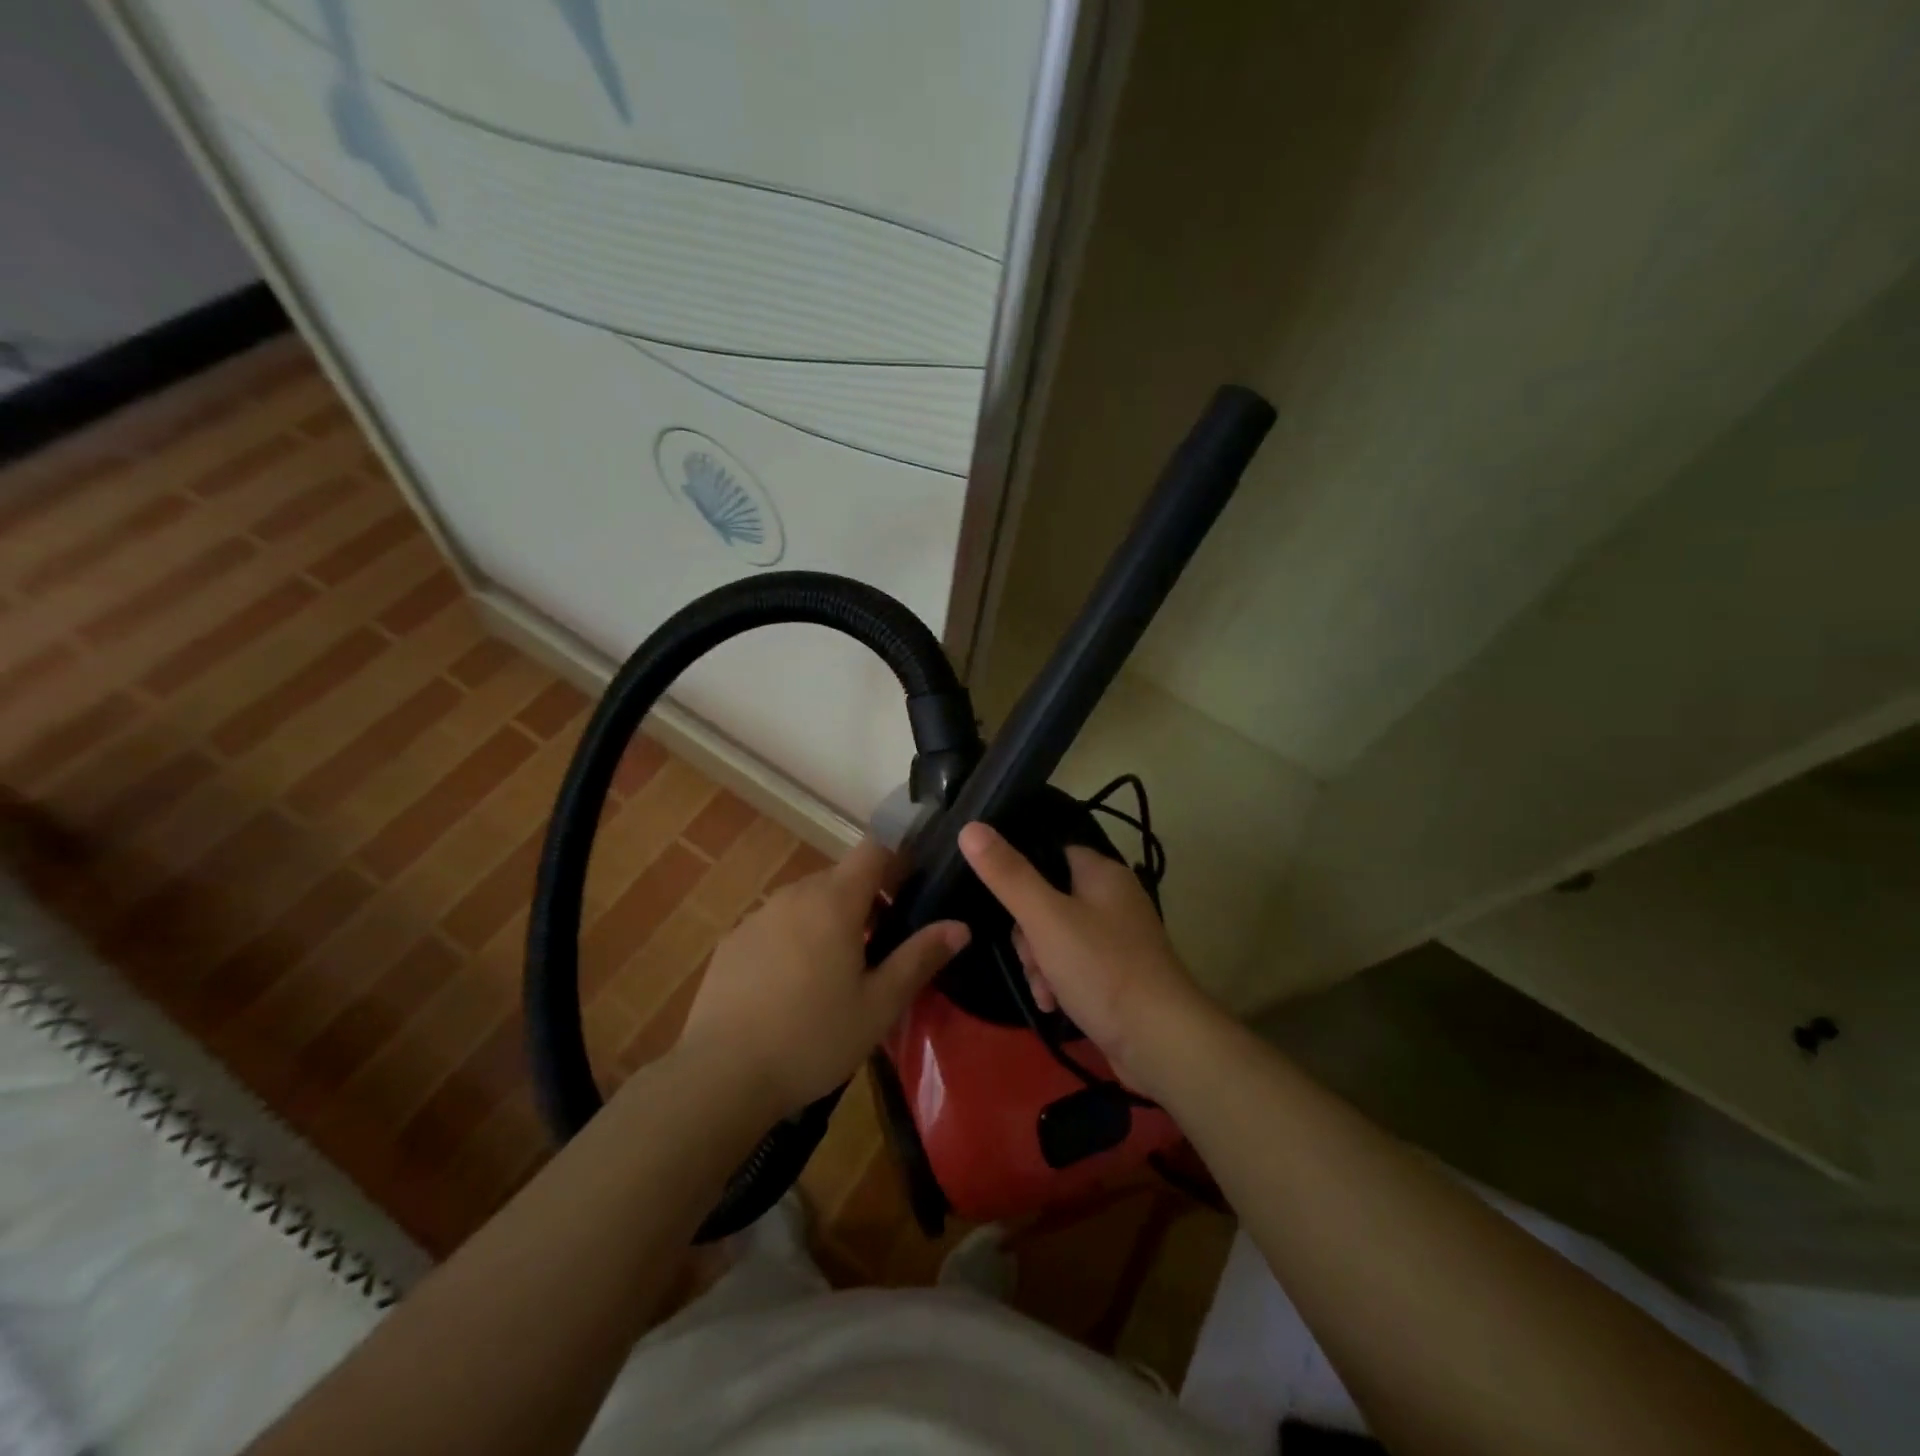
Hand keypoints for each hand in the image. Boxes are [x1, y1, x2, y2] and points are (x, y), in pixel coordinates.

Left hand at [678, 838, 968, 1120]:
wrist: (720, 1076)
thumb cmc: (813, 1038)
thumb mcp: (879, 1005)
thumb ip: (920, 958)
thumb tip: (960, 926)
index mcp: (834, 900)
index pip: (875, 848)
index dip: (899, 857)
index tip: (916, 884)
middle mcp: (794, 894)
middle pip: (841, 877)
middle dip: (867, 899)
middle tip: (884, 945)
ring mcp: (758, 916)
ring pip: (808, 901)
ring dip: (830, 920)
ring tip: (839, 971)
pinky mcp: (733, 942)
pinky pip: (777, 925)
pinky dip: (795, 939)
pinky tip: (793, 988)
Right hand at [957, 821, 1216, 1099]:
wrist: (1161, 1041)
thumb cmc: (1101, 968)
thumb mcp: (1045, 917)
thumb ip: (1007, 874)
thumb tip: (970, 827)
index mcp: (1101, 873)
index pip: (1049, 854)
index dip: (1021, 877)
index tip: (1005, 907)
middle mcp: (1113, 899)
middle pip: (1047, 900)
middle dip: (1028, 935)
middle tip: (1032, 958)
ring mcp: (1117, 939)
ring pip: (1055, 938)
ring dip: (1040, 965)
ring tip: (1045, 990)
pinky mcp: (1117, 975)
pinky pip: (1073, 967)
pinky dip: (1059, 983)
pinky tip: (1054, 1005)